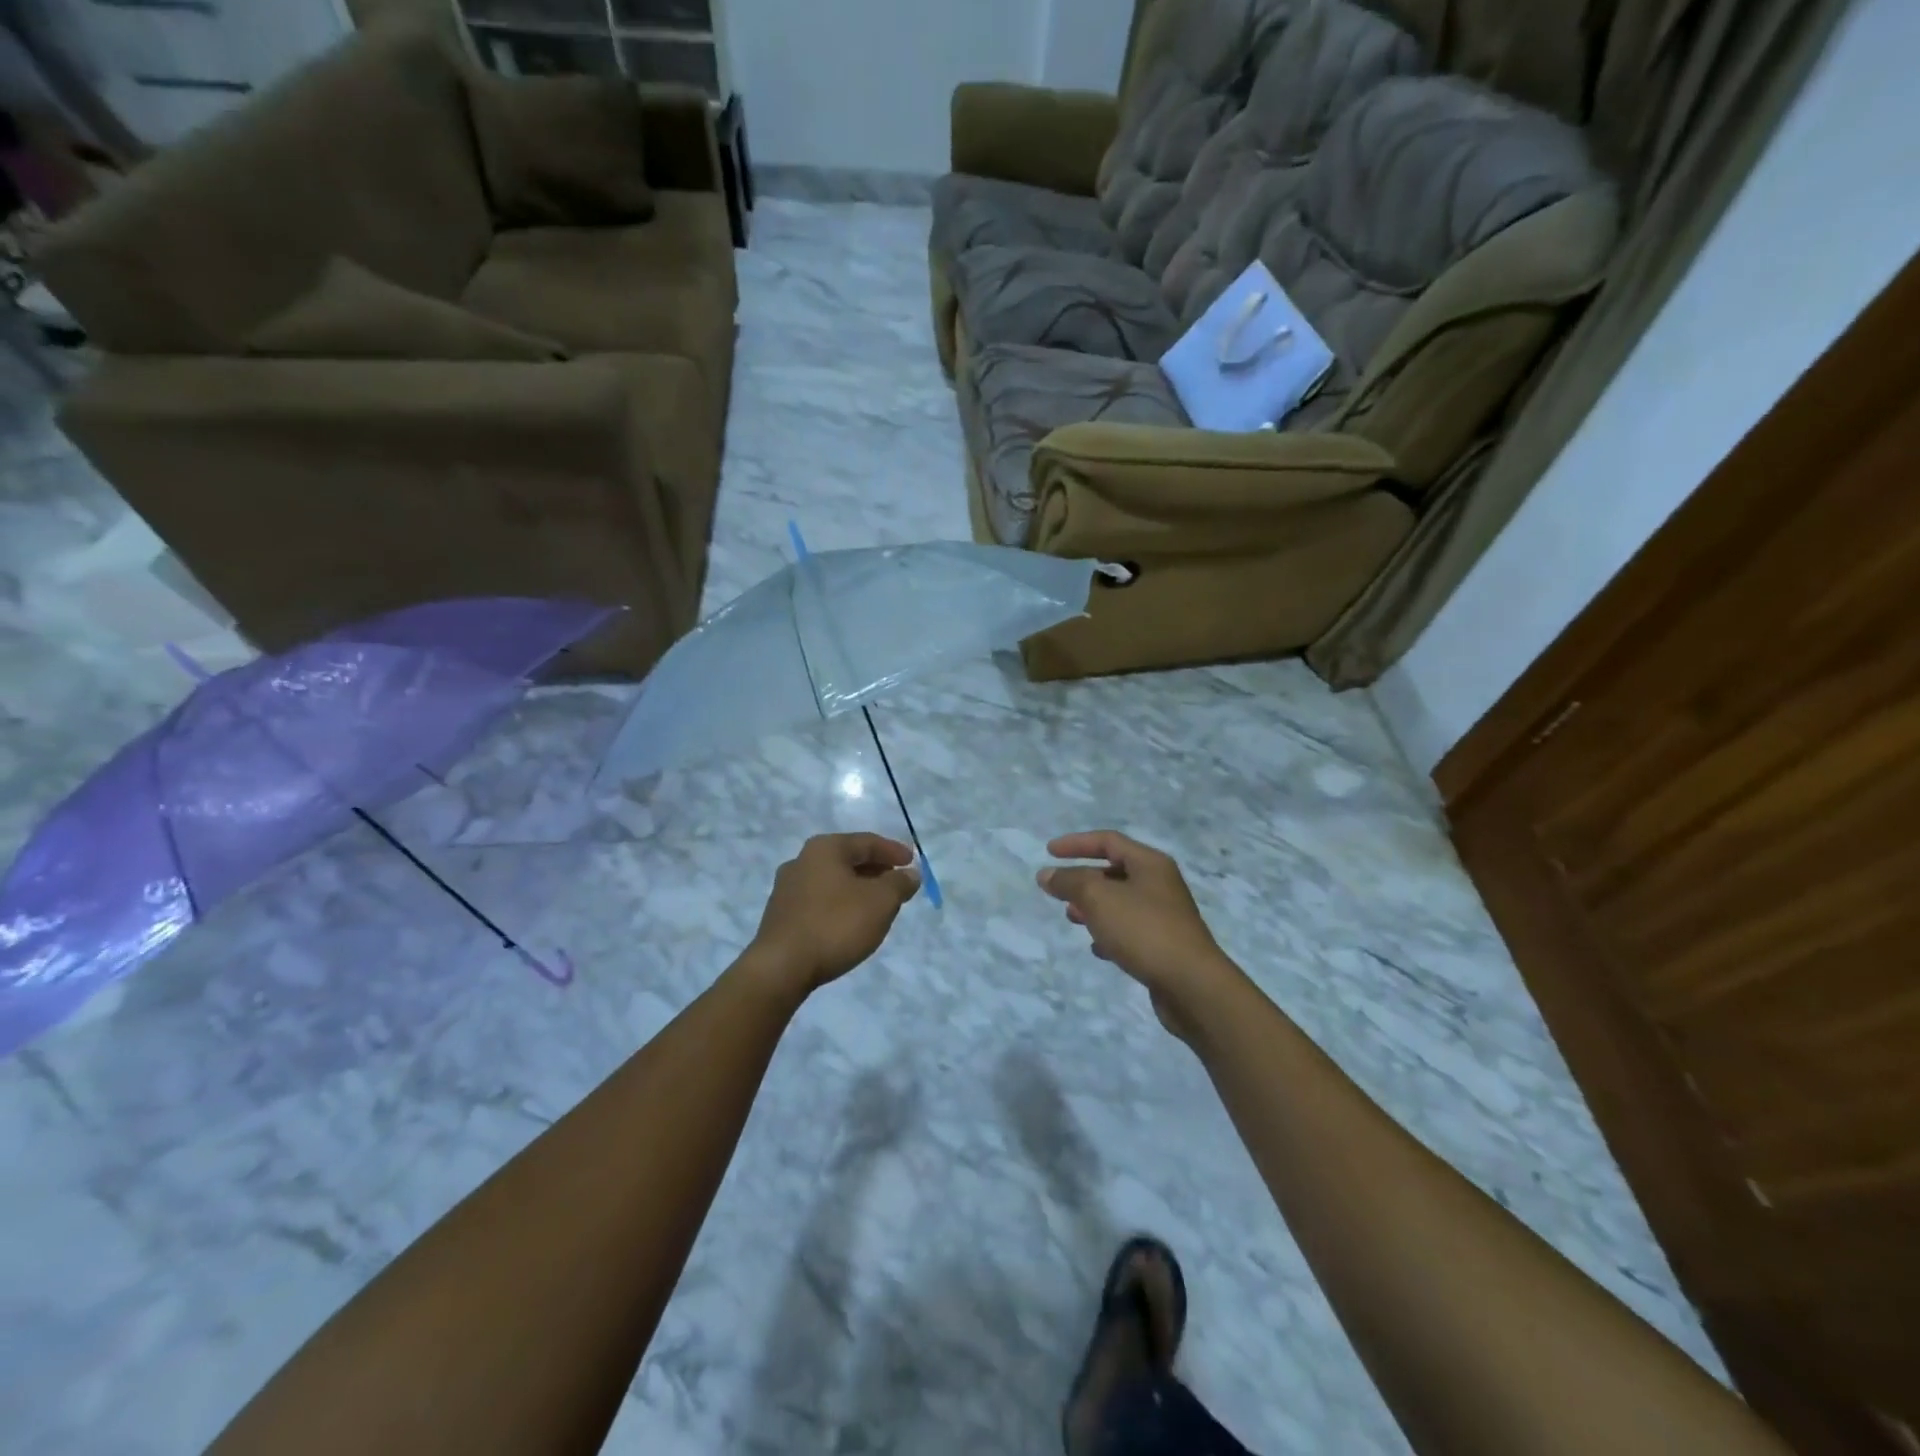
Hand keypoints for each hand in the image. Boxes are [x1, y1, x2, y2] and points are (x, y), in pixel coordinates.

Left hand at [748, 833, 920, 994]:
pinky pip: (820, 900)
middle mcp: (801, 860)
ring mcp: (787, 888)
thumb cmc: (836, 925)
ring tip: (878, 905)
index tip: (913, 862)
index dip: (893, 851)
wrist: (782, 967)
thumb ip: (899, 883)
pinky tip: (851, 921)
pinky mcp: (781, 915)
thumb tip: (910, 874)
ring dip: (858, 888)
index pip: (867, 842)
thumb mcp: (880, 901)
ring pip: (833, 880)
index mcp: (825, 848)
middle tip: (898, 883)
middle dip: (876, 870)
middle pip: (848, 859)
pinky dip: (840, 904)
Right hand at [1038, 831, 1247, 1040]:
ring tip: (1071, 918)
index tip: (1048, 852)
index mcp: (1150, 864)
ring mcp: (1165, 916)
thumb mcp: (1099, 898)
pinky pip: (1130, 931)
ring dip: (1093, 907)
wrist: (1192, 986)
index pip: (1108, 841)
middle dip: (1083, 879)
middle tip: (1058, 891)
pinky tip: (1097, 949)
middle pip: (1114, 871)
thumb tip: (1046, 874)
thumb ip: (1070, 882)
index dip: (1076, 843)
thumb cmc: (1144, 930)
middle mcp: (1160, 884)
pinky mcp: (1165, 946)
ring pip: (1120, 903)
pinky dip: (1109, 934)